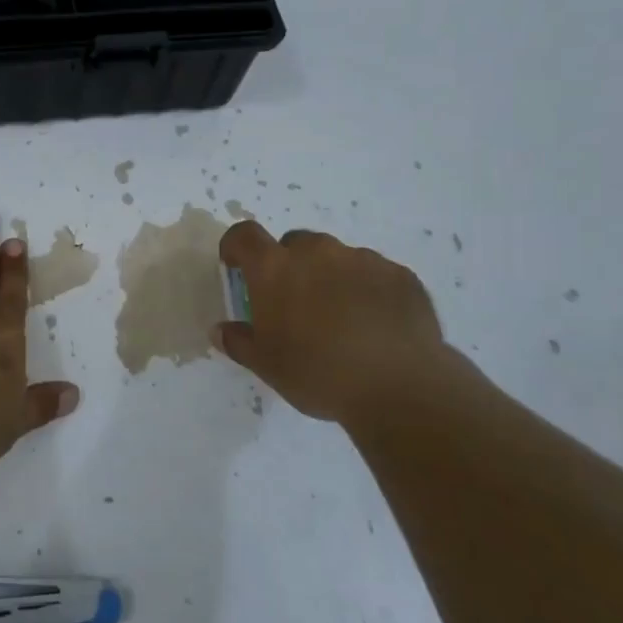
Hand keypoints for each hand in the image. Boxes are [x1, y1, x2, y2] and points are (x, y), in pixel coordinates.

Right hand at [214, 221, 461, 422]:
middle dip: (289, 266)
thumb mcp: (266, 366)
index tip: (237, 267)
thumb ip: (239, 342)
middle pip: (294, 244)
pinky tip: (374, 325)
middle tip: (294, 305)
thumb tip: (221, 330)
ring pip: (336, 258)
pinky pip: (373, 273)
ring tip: (340, 319)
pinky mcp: (399, 274)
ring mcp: (362, 259)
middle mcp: (317, 252)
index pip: (244, 235)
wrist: (400, 387)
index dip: (236, 247)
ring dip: (329, 277)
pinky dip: (366, 290)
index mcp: (275, 268)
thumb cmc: (318, 373)